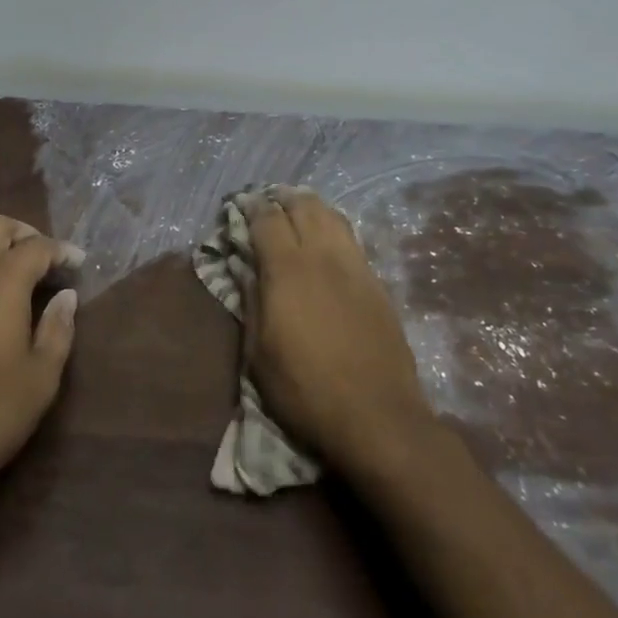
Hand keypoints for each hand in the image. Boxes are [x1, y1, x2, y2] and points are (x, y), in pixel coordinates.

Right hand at [243, 192, 432, 475]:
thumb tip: (243, 266)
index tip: (239, 207)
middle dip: (280, 199)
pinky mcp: (376, 282)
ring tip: (296, 212)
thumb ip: (250, 301)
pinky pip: (350, 237)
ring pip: (330, 215)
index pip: (266, 219)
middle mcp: (321, 256)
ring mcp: (354, 266)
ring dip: (309, 206)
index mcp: (287, 270)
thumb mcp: (259, 354)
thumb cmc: (305, 391)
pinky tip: (326, 237)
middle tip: (266, 205)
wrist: (378, 418)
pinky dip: (332, 225)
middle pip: (301, 206)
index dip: (250, 207)